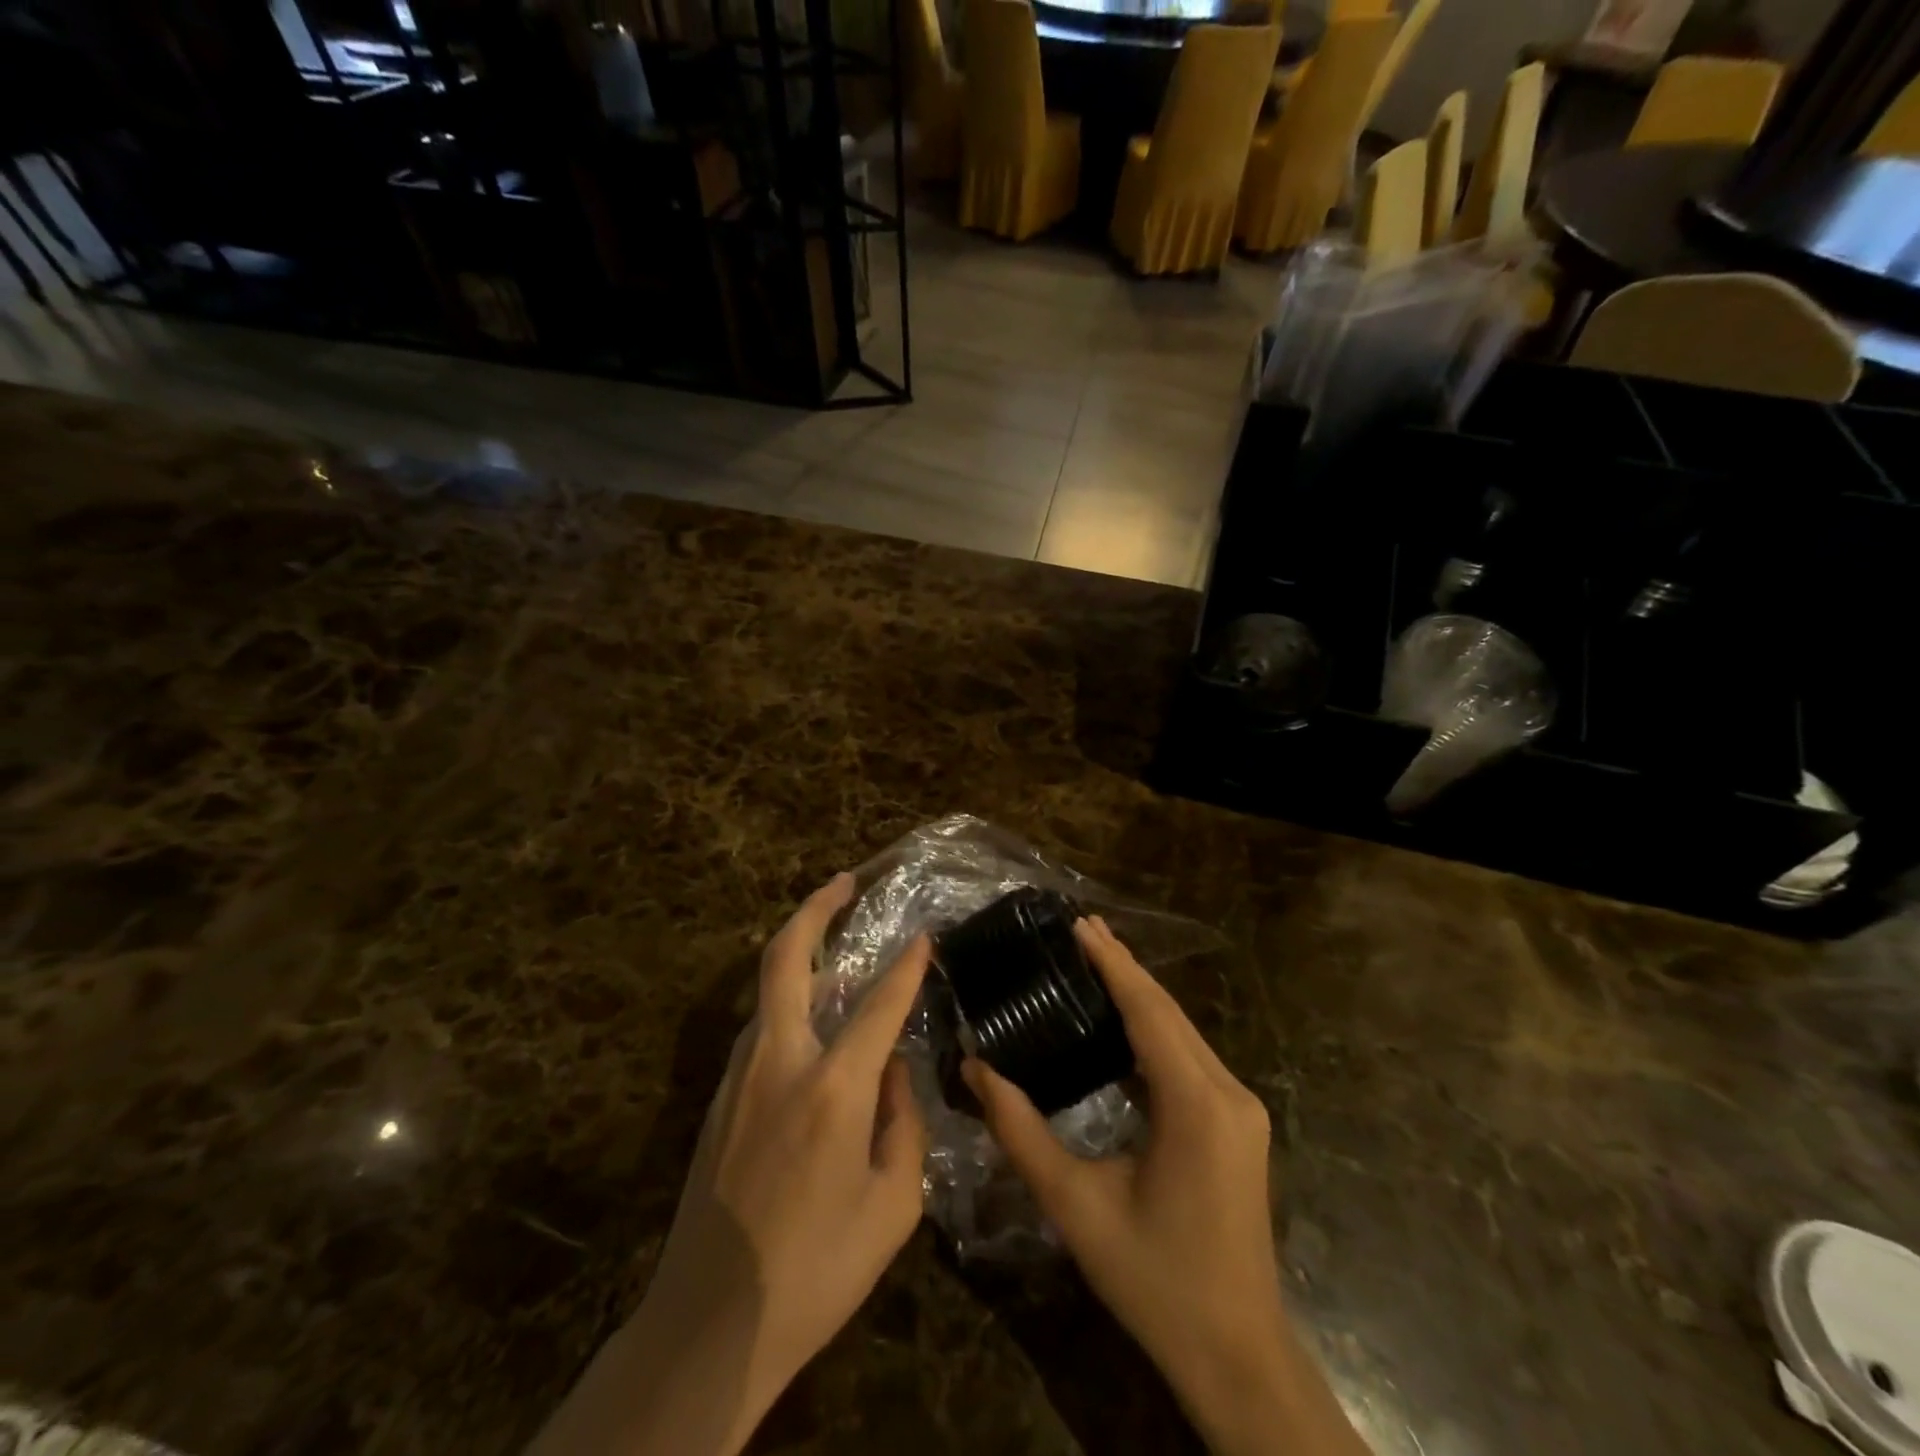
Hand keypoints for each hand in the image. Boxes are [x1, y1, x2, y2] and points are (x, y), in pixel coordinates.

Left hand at [527, 874, 929, 1455]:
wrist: (709, 1326)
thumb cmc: (817, 1270)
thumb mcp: (892, 1206)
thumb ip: (903, 1123)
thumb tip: (894, 1072)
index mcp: (832, 1088)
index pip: (879, 1003)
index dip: (906, 964)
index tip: (924, 934)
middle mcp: (781, 1063)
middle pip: (786, 960)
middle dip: (814, 909)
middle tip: (842, 882)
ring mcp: (740, 1077)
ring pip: (768, 992)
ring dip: (799, 957)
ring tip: (838, 954)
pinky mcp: (719, 1099)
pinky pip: (760, 1031)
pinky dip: (788, 1006)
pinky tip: (813, 1027)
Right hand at [963, 917, 1367, 1455]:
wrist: (1237, 1356)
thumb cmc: (1154, 1280)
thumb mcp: (1075, 1205)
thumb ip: (1020, 1132)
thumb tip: (974, 1069)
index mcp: (1195, 1104)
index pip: (1148, 1011)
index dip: (1113, 963)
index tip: (1080, 923)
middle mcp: (1228, 1093)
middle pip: (1169, 1012)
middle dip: (1125, 967)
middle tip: (1080, 929)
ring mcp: (1240, 1109)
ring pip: (1183, 1032)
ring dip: (1141, 995)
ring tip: (1096, 959)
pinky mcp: (1238, 1125)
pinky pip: (1190, 1057)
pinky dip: (1155, 1029)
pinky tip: (1124, 1020)